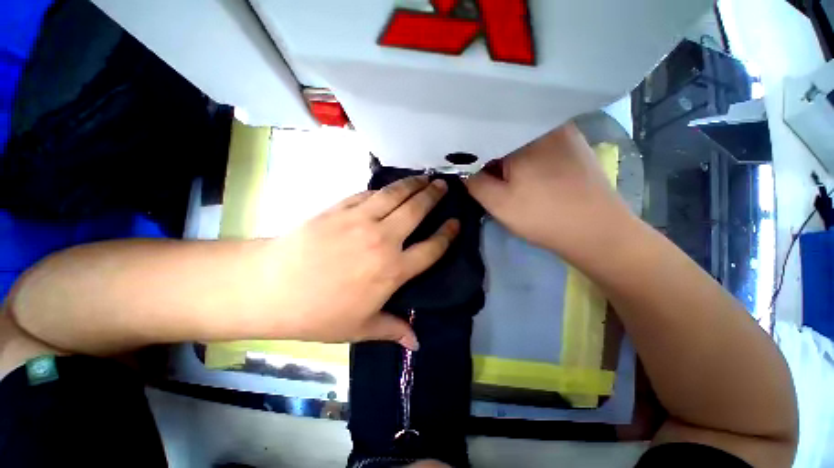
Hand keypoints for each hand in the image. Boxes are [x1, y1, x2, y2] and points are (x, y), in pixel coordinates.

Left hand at [268, 176, 457, 349]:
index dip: (448, 234)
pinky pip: (369, 194)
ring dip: (413, 184)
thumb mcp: (359, 328)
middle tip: (443, 185)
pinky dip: (384, 189)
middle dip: (434, 196)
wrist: (272, 287)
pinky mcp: (341, 208)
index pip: (432, 248)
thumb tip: (416, 345)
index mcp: (393, 271)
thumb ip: (393, 330)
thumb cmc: (319, 312)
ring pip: (396, 195)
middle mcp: (383, 240)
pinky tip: (390, 187)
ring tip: (424, 177)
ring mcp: (361, 220)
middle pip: (417, 211)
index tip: (456, 222)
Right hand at [466, 123, 632, 259]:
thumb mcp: (498, 203)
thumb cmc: (543, 216)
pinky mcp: (575, 146)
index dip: (472, 155)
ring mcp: (565, 133)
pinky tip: (529, 175)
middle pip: (505, 136)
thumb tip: (464, 170)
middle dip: (491, 156)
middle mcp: (546, 126)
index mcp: (524, 136)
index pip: (485, 137)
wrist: (598, 232)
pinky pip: (540, 145)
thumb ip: (474, 183)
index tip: (467, 171)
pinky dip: (527, 157)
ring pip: (522, 141)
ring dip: (509, 157)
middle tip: (485, 177)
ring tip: (506, 178)